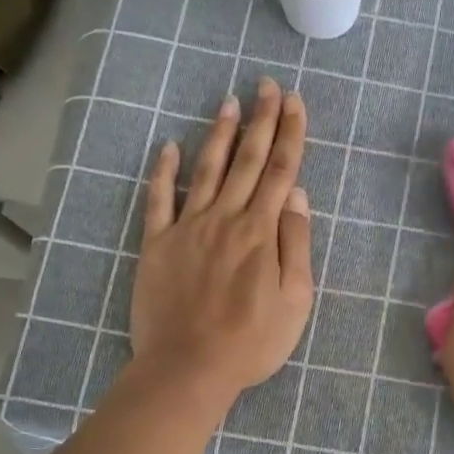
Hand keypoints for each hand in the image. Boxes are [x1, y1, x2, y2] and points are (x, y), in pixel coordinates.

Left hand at [129, 78, 313, 400]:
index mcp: (261, 232)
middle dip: (260, 120)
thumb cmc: (251, 341)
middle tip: (267, 85)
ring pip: (206, 170)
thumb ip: (296, 244)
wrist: (188, 368)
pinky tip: (168, 147)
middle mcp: (225, 219)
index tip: (294, 102)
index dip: (289, 134)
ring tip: (229, 102)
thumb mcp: (295, 300)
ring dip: (219, 134)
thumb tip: (296, 195)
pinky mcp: (157, 245)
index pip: (279, 171)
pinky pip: (159, 200)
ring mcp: (187, 228)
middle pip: (246, 161)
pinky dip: (163, 172)